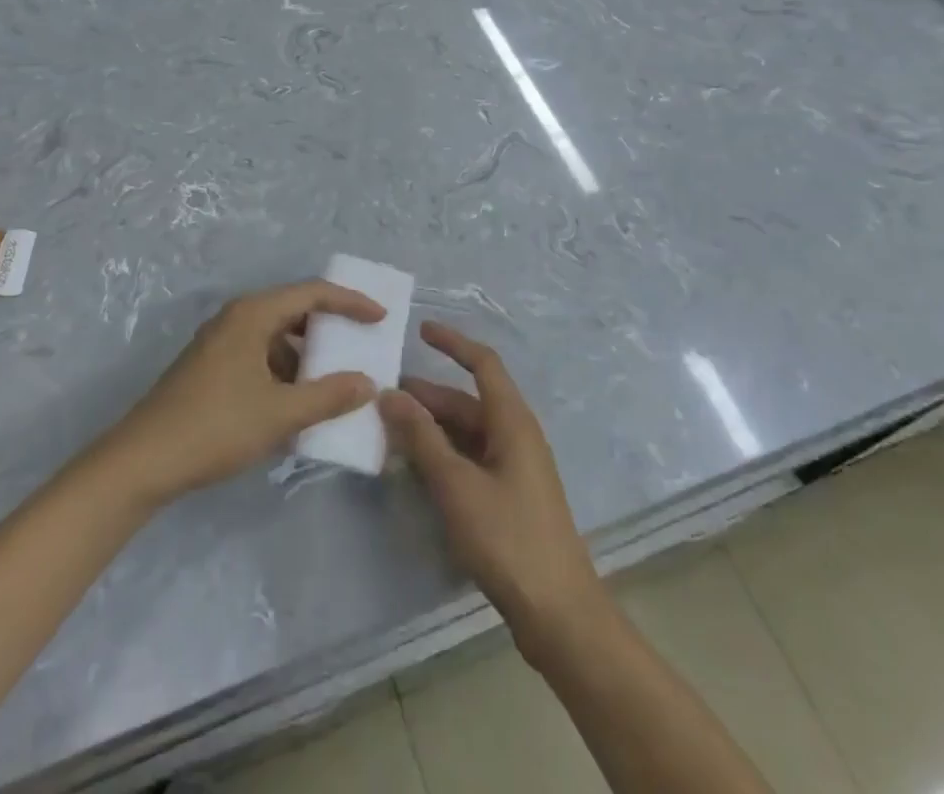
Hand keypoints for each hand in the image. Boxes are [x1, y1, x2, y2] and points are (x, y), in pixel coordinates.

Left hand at [100, 281, 382, 506]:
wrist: (141, 462)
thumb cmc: (215, 427)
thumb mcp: (279, 413)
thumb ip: (328, 396)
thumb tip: (368, 383)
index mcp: (253, 314)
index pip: (312, 293)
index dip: (350, 302)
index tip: (380, 318)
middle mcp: (236, 318)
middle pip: (293, 311)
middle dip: (329, 329)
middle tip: (360, 346)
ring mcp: (220, 343)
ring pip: (276, 338)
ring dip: (306, 356)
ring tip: (334, 382)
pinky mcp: (211, 368)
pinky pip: (260, 357)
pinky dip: (284, 373)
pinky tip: (297, 404)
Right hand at [379, 323, 603, 645]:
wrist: (559, 614)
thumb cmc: (508, 538)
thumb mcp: (457, 485)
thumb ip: (422, 438)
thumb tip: (390, 394)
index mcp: (512, 421)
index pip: (483, 364)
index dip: (453, 343)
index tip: (420, 330)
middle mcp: (516, 435)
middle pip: (469, 401)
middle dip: (429, 396)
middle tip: (384, 396)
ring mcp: (515, 468)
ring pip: (468, 432)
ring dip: (433, 428)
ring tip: (390, 430)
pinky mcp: (510, 497)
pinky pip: (472, 459)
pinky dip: (444, 455)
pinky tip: (416, 468)